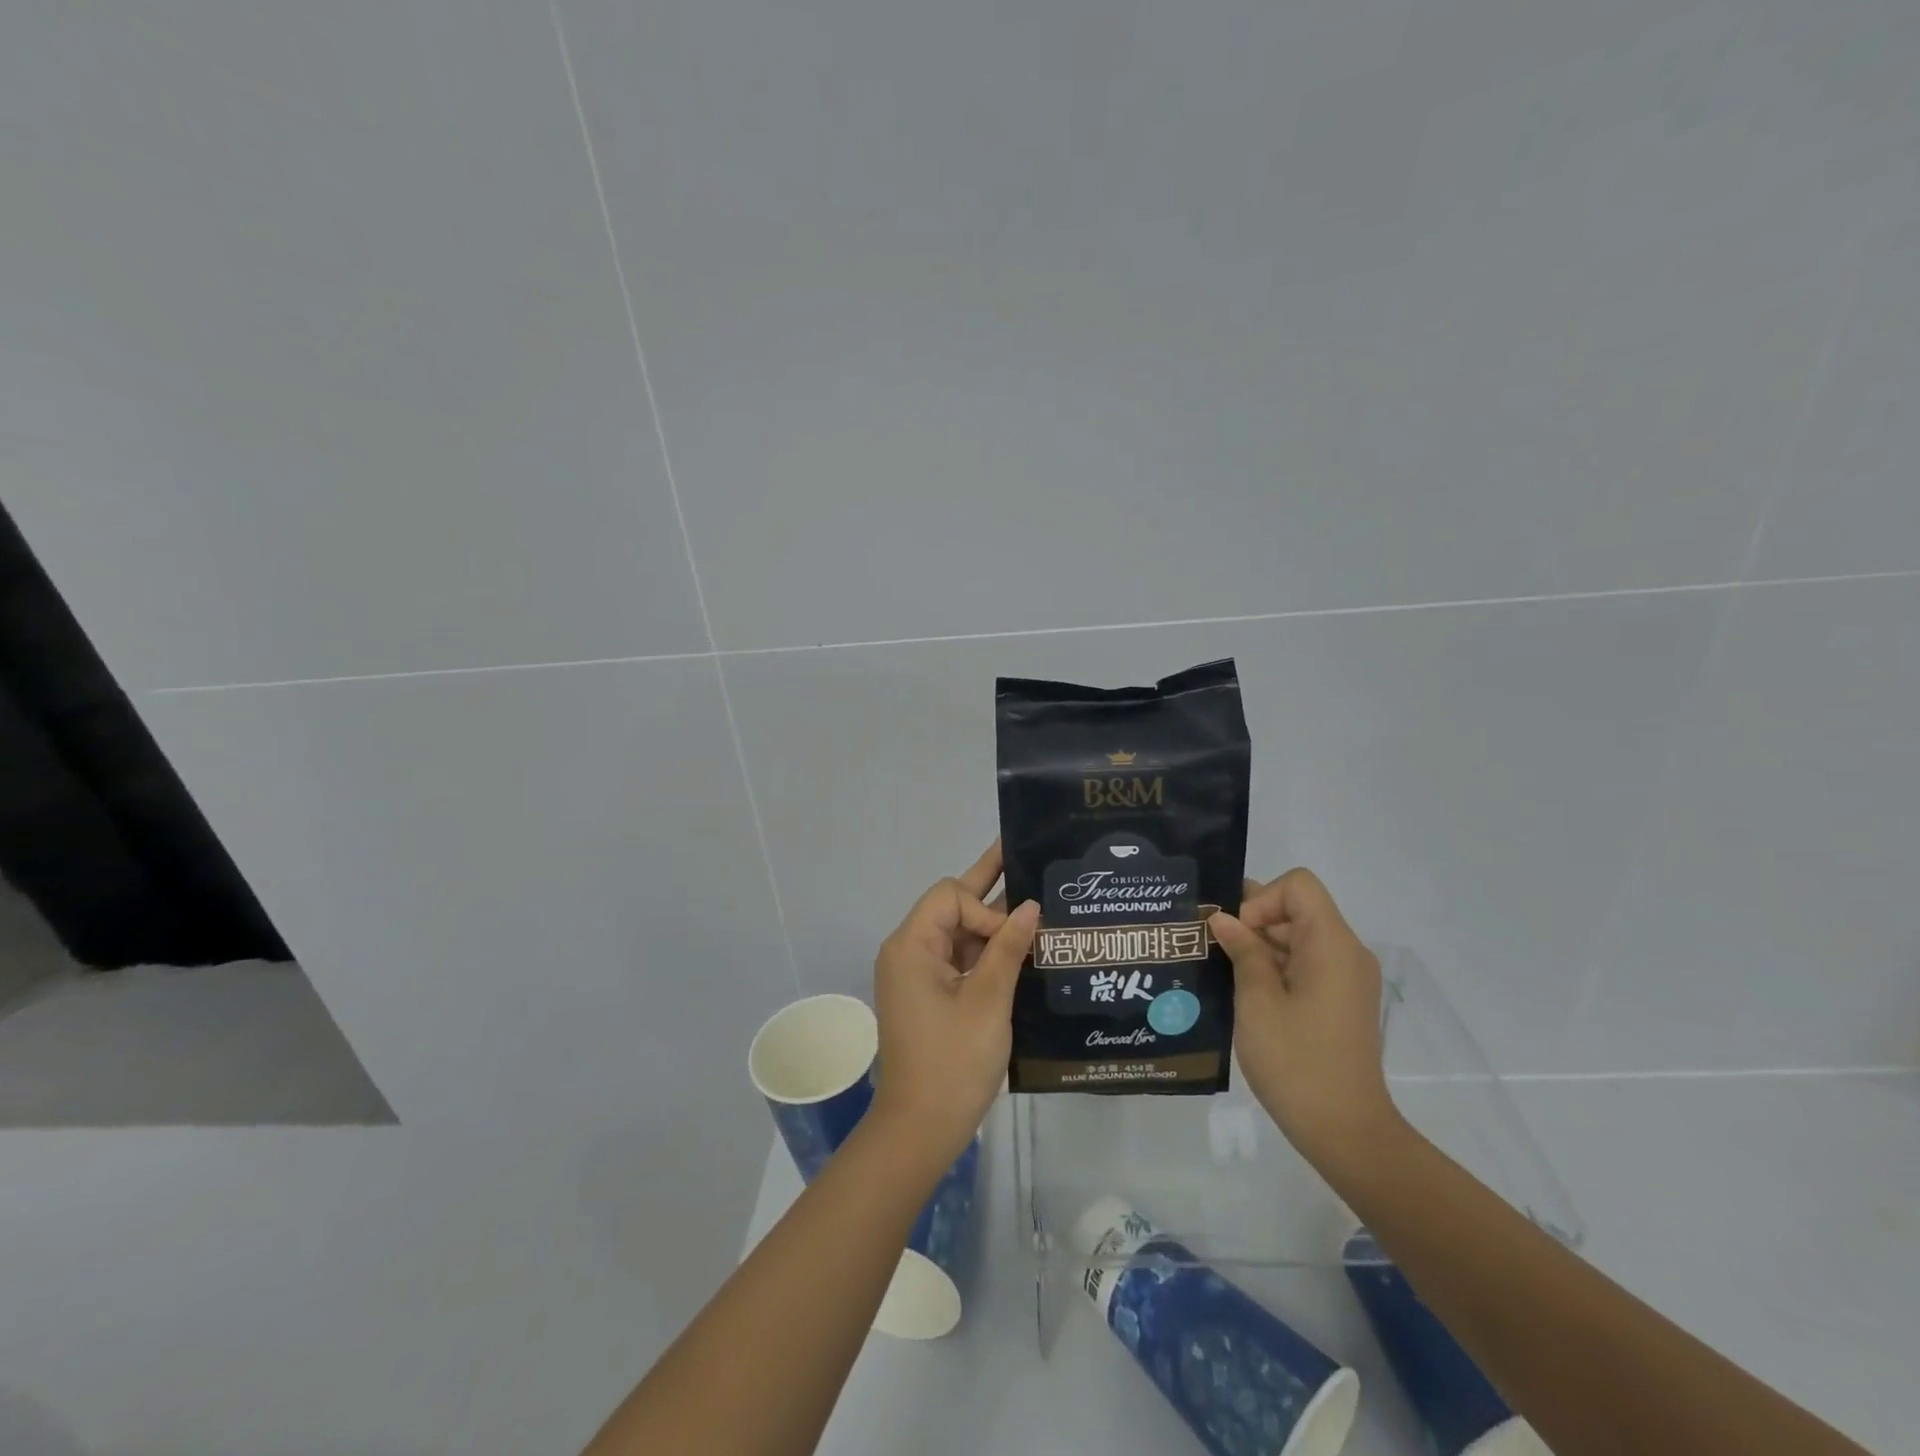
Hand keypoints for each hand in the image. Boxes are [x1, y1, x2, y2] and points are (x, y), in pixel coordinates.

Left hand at [870, 842, 1039, 1167]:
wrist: (921, 1129)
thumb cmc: (952, 1063)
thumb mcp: (988, 1002)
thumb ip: (1008, 949)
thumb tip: (1031, 906)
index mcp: (911, 946)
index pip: (950, 896)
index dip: (985, 908)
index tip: (1011, 940)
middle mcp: (909, 952)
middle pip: (952, 907)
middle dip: (990, 888)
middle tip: (1027, 857)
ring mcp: (918, 974)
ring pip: (958, 933)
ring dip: (993, 927)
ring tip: (1039, 909)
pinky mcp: (930, 994)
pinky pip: (960, 959)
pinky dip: (987, 954)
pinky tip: (1023, 951)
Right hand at [1209, 869, 1397, 1165]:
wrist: (1346, 1132)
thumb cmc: (1297, 1062)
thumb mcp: (1257, 1001)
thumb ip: (1242, 951)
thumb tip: (1224, 920)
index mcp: (1331, 944)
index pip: (1298, 886)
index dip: (1261, 900)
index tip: (1238, 937)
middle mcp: (1346, 953)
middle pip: (1297, 909)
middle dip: (1253, 922)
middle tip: (1212, 947)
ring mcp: (1347, 979)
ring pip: (1298, 938)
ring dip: (1260, 947)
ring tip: (1221, 971)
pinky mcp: (1341, 1002)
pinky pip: (1306, 964)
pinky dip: (1275, 968)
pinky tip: (1244, 994)